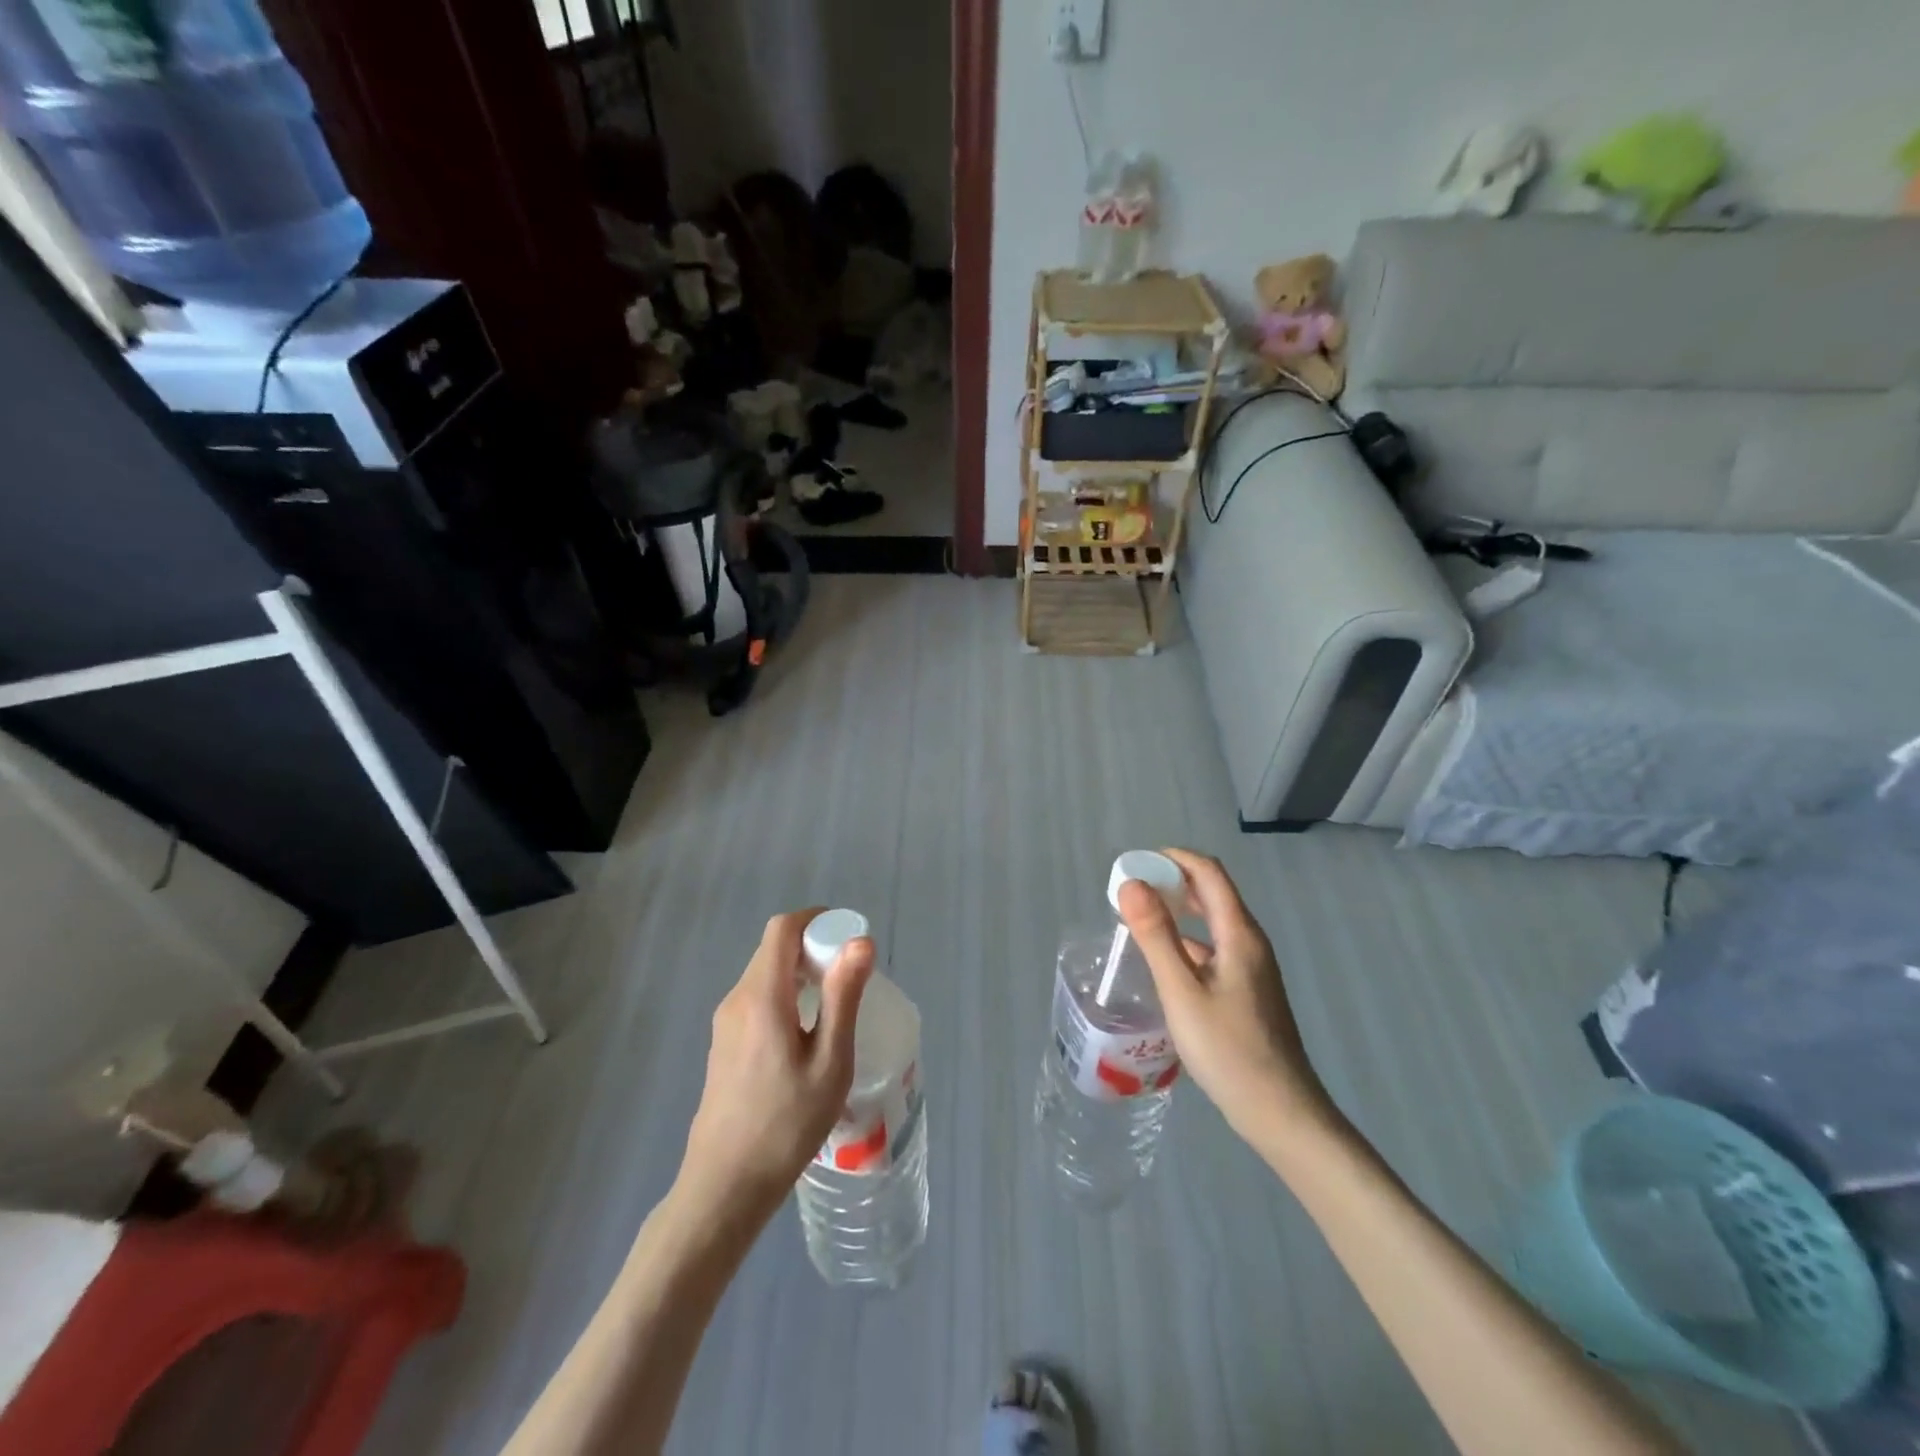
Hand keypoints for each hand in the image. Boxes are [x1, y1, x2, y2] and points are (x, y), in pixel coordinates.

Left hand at [677, 910, 873, 1225]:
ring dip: (800, 972)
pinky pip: (758, 998)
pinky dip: (786, 994)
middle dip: (813, 946)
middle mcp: (737, 999)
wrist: (725, 1186)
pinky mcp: (724, 1043)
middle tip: (850, 976)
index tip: (848, 938)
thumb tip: (860, 942)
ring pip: (766, 973)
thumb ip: (843, 997)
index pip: (783, 929)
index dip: (816, 919)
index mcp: (762, 997)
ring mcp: (725, 1022)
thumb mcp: (829, 1062)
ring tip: (835, 1006)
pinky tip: (807, 1034)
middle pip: (774, 948)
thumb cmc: (786, 1125)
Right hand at [1117, 849, 1341, 1157]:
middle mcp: (1249, 942)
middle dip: (1172, 881)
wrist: (1280, 1112)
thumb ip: (1156, 935)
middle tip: (1130, 892)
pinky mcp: (1247, 991)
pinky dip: (1186, 941)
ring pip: (1212, 923)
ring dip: (1178, 911)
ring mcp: (1251, 968)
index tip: (1134, 864)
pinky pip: (1213, 949)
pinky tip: (1162, 963)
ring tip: (1138, 922)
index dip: (1172, 858)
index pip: (1208, 872)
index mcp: (1239, 933)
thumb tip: (1131, 884)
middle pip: (1212, 893)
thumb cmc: (1228, 1049)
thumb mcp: (1182, 991)